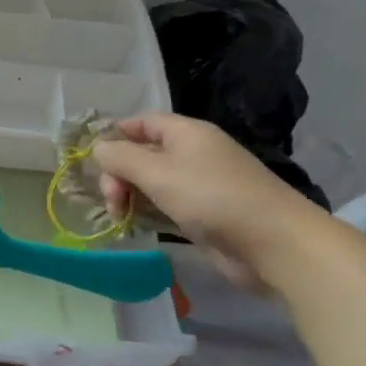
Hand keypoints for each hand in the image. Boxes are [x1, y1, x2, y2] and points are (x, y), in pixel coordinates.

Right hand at [93, 114, 323, 285]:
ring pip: (153, 182)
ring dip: (131, 196)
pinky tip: (136, 226)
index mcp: (186, 133)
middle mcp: (194, 153)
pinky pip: (167, 205)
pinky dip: (148, 212)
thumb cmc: (212, 198)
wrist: (272, 243)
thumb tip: (98, 148)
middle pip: (143, 154)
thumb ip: (121, 158)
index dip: (115, 135)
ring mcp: (201, 185)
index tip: (93, 161)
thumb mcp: (158, 173)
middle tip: (111, 201)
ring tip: (119, 217)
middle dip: (119, 174)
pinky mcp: (205, 214)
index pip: (142, 122)